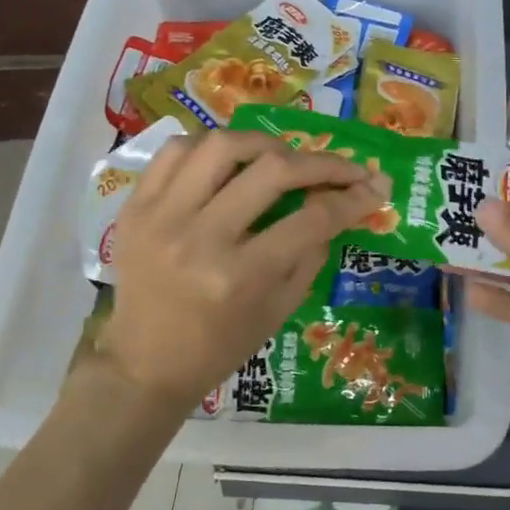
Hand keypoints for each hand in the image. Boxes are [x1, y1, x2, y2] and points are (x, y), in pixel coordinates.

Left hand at [94, 130, 389, 415]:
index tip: (374, 186)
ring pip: (222, 146)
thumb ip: (312, 252)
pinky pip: (175, 151)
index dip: (353, 198)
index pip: (310, 219)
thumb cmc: (220, 346)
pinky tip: (231, 160)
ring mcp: (161, 217)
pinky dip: (211, 147)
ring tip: (284, 158)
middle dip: (322, 163)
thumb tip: (341, 203)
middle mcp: (199, 239)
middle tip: (343, 168)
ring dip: (265, 145)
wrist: (144, 364)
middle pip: (272, 171)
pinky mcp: (135, 207)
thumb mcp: (280, 310)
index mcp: (239, 277)